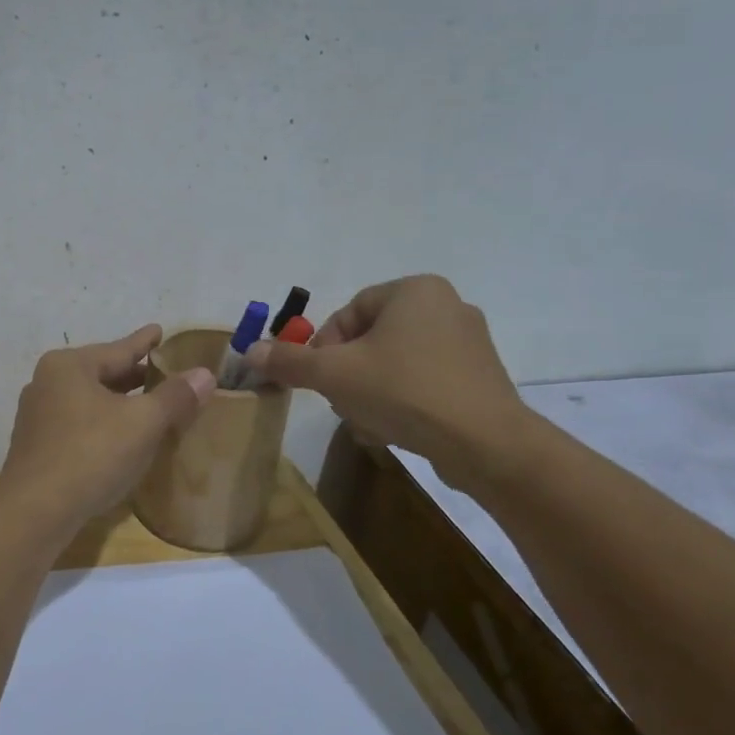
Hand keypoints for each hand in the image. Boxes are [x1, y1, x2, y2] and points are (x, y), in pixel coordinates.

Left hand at [0, 325, 215, 525]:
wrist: (35, 511)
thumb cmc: (91, 454)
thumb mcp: (143, 423)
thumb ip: (175, 397)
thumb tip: (205, 374)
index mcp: (69, 366)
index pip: (119, 349)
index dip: (145, 342)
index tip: (159, 330)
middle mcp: (48, 383)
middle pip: (102, 373)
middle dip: (133, 376)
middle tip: (164, 373)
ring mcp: (38, 416)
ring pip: (90, 401)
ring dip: (118, 403)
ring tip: (147, 404)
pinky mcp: (37, 447)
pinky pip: (79, 425)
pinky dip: (103, 425)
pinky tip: (121, 438)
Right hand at [245, 275, 534, 487]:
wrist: (485, 444)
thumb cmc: (404, 391)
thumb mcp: (335, 375)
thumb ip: (290, 361)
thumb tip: (249, 350)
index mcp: (415, 290)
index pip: (349, 312)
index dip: (325, 347)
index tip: (320, 379)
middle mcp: (447, 306)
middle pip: (371, 339)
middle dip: (348, 373)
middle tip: (342, 402)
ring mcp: (469, 344)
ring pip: (395, 364)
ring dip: (371, 391)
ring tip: (368, 422)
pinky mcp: (480, 378)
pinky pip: (424, 382)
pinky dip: (403, 402)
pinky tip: (394, 430)